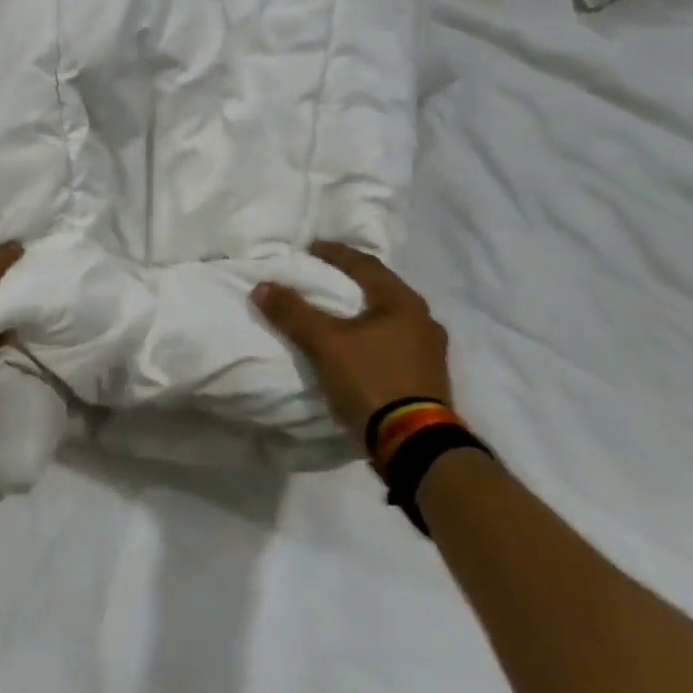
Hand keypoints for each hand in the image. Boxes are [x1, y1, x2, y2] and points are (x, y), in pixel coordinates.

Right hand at [252, 242, 451, 445]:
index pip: (365, 265)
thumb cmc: (372, 380)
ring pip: (389, 318)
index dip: (335, 253)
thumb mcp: (325, 343)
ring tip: (337, 312)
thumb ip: (293, 312)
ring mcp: (430, 351)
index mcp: (403, 303)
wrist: (414, 444)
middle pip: (381, 289)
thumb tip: (262, 285)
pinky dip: (371, 336)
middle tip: (323, 276)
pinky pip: (393, 343)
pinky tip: (358, 345)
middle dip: (351, 281)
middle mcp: (423, 320)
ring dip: (362, 311)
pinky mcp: (427, 378)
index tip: (311, 247)